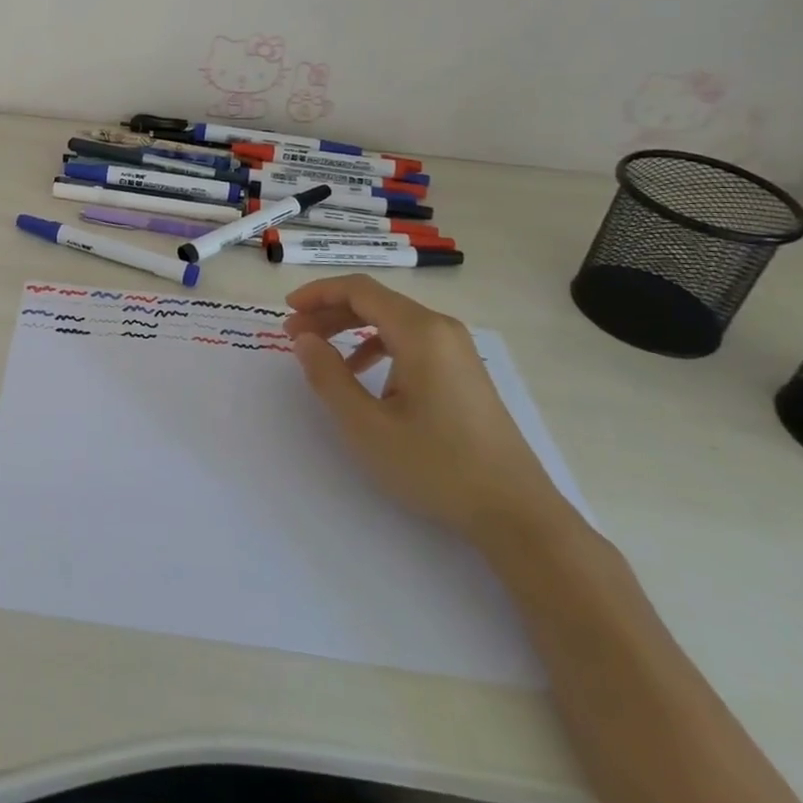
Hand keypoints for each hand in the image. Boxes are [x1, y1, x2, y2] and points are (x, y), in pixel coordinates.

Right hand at [284, 274, 576, 553]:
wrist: (516, 513)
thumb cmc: (436, 466)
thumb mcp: (367, 425)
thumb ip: (328, 376)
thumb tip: (304, 339)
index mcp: (419, 332)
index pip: (359, 290)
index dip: (317, 293)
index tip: (286, 311)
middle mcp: (441, 329)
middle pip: (375, 301)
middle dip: (329, 312)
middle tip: (294, 335)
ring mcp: (457, 350)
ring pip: (392, 321)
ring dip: (350, 329)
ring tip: (320, 352)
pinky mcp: (463, 372)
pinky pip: (410, 341)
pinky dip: (377, 346)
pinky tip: (363, 375)